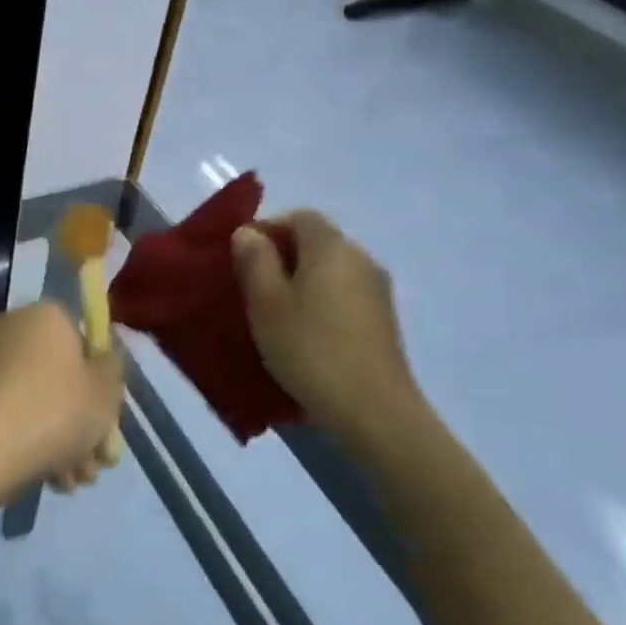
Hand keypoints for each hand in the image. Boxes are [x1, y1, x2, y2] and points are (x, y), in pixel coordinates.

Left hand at [0, 303, 124, 498]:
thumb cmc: (55, 409)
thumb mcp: (106, 391)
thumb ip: (112, 369)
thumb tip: (101, 360)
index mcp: (45, 315)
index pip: (82, 336)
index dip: (100, 376)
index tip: (110, 413)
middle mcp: (10, 329)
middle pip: (59, 374)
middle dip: (83, 420)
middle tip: (98, 460)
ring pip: (36, 401)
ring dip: (62, 440)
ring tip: (76, 480)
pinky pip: (10, 416)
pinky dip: (31, 443)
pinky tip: (51, 480)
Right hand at [232, 212, 419, 444]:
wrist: (372, 409)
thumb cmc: (309, 348)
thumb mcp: (266, 303)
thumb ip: (254, 260)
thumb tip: (248, 232)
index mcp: (331, 247)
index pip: (300, 216)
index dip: (268, 228)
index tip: (241, 257)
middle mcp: (361, 257)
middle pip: (317, 240)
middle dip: (283, 255)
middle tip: (252, 286)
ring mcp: (378, 289)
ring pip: (331, 269)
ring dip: (302, 280)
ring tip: (276, 312)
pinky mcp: (383, 319)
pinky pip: (344, 293)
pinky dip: (321, 300)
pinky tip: (305, 332)